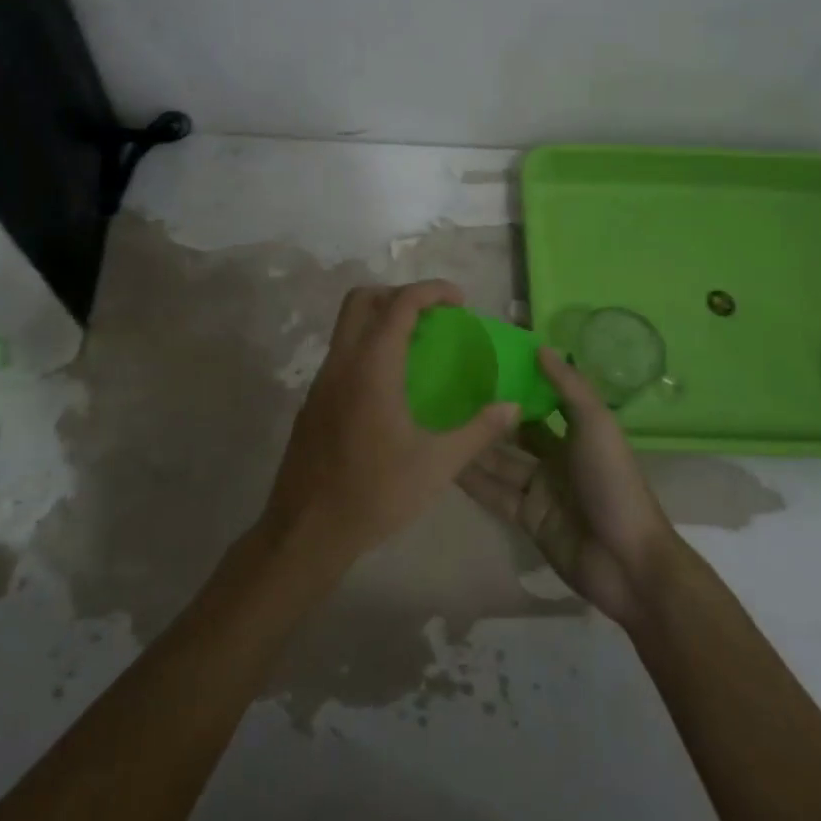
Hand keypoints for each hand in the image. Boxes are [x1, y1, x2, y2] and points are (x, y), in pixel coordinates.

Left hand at [260, 281, 522, 576]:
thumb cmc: (376, 493)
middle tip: (433, 316)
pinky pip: (341, 354)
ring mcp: (321, 381)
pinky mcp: (313, 401)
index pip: (400, 304)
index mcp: (372, 367)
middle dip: (399, 294)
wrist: (307, 529)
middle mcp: (342, 362)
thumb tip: (512, 407)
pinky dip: (367, 347)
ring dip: (380, 320)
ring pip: (346, 326)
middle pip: (362, 299)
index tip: (460, 300)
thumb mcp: (437, 465)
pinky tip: (390, 386)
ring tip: (417, 347)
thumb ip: (478, 431)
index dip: (431, 291)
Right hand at [459, 348, 687, 628]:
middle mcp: (556, 458)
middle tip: (447, 391)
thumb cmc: (613, 483)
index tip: (483, 362)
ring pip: (500, 462)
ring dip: (474, 445)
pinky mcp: (526, 519)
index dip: (518, 384)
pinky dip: (472, 480)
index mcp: (578, 433)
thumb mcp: (596, 425)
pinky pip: (494, 493)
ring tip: (437, 422)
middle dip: (489, 415)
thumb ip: (568, 387)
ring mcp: (540, 490)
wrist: (626, 561)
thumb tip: (539, 347)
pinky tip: (444, 462)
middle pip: (516, 432)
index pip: (542, 402)